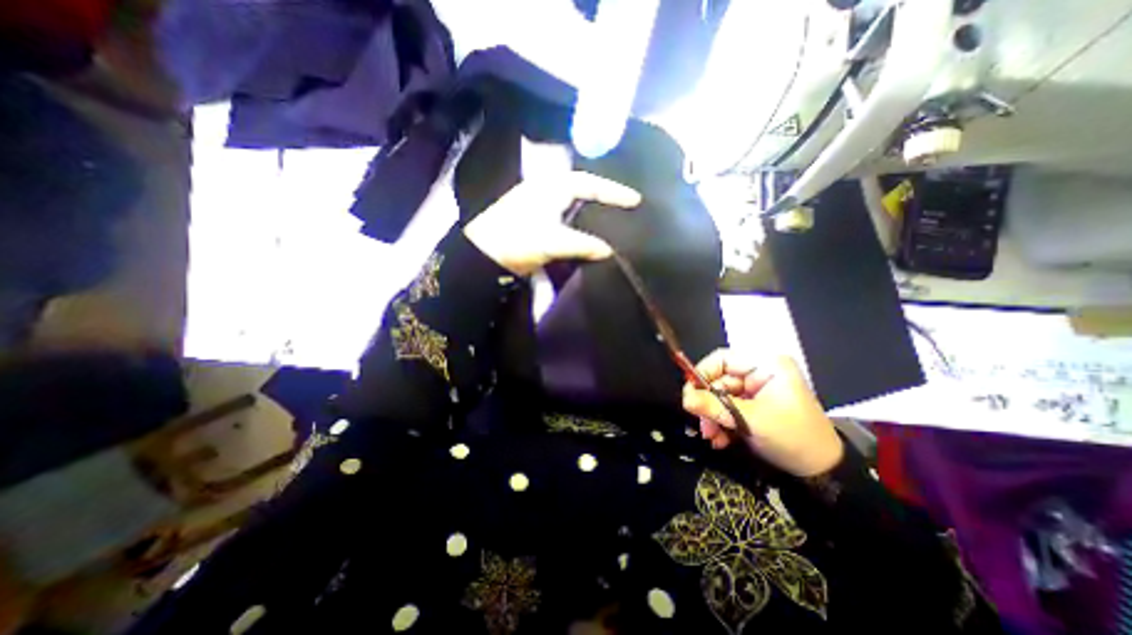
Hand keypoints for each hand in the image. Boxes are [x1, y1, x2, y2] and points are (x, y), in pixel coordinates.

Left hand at [460, 170, 634, 273]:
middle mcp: (547, 191)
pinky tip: (588, 235)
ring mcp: (541, 207)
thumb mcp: (552, 241)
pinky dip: (579, 226)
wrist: (483, 255)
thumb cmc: (517, 240)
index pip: (589, 184)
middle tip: (624, 209)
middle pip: (583, 191)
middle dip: (604, 198)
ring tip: (611, 222)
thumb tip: (609, 250)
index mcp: (552, 187)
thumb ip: (583, 244)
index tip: (635, 200)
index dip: (614, 192)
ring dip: (591, 213)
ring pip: (574, 206)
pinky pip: (566, 220)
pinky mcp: (537, 223)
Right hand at [680, 351, 838, 476]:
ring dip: (713, 417)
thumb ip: (714, 407)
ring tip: (712, 437)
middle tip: (702, 426)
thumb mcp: (751, 421)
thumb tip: (685, 399)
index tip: (690, 395)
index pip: (722, 359)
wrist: (823, 473)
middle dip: (708, 404)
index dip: (702, 374)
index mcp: (766, 364)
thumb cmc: (792, 438)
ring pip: (720, 397)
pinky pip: (728, 408)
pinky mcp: (754, 405)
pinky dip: (721, 423)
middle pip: (719, 380)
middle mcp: (759, 372)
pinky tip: (720, 440)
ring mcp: (756, 389)